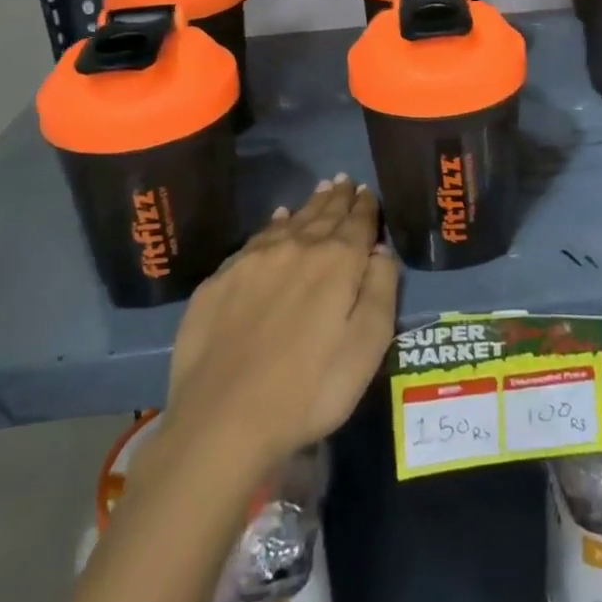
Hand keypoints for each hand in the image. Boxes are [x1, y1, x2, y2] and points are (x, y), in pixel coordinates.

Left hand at [156, 176, 398, 474]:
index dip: (365, 206)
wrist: (222, 421)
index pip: (358, 223)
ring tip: (320, 190)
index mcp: (337, 262)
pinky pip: (256, 239)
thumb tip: (381, 250)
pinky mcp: (220, 279)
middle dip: (337, 197)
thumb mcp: (366, 348)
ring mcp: (254, 260)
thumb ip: (380, 291)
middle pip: (323, 215)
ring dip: (309, 205)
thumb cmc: (309, 390)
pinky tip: (276, 220)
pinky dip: (273, 225)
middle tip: (344, 180)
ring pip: (290, 222)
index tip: (368, 191)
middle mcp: (297, 247)